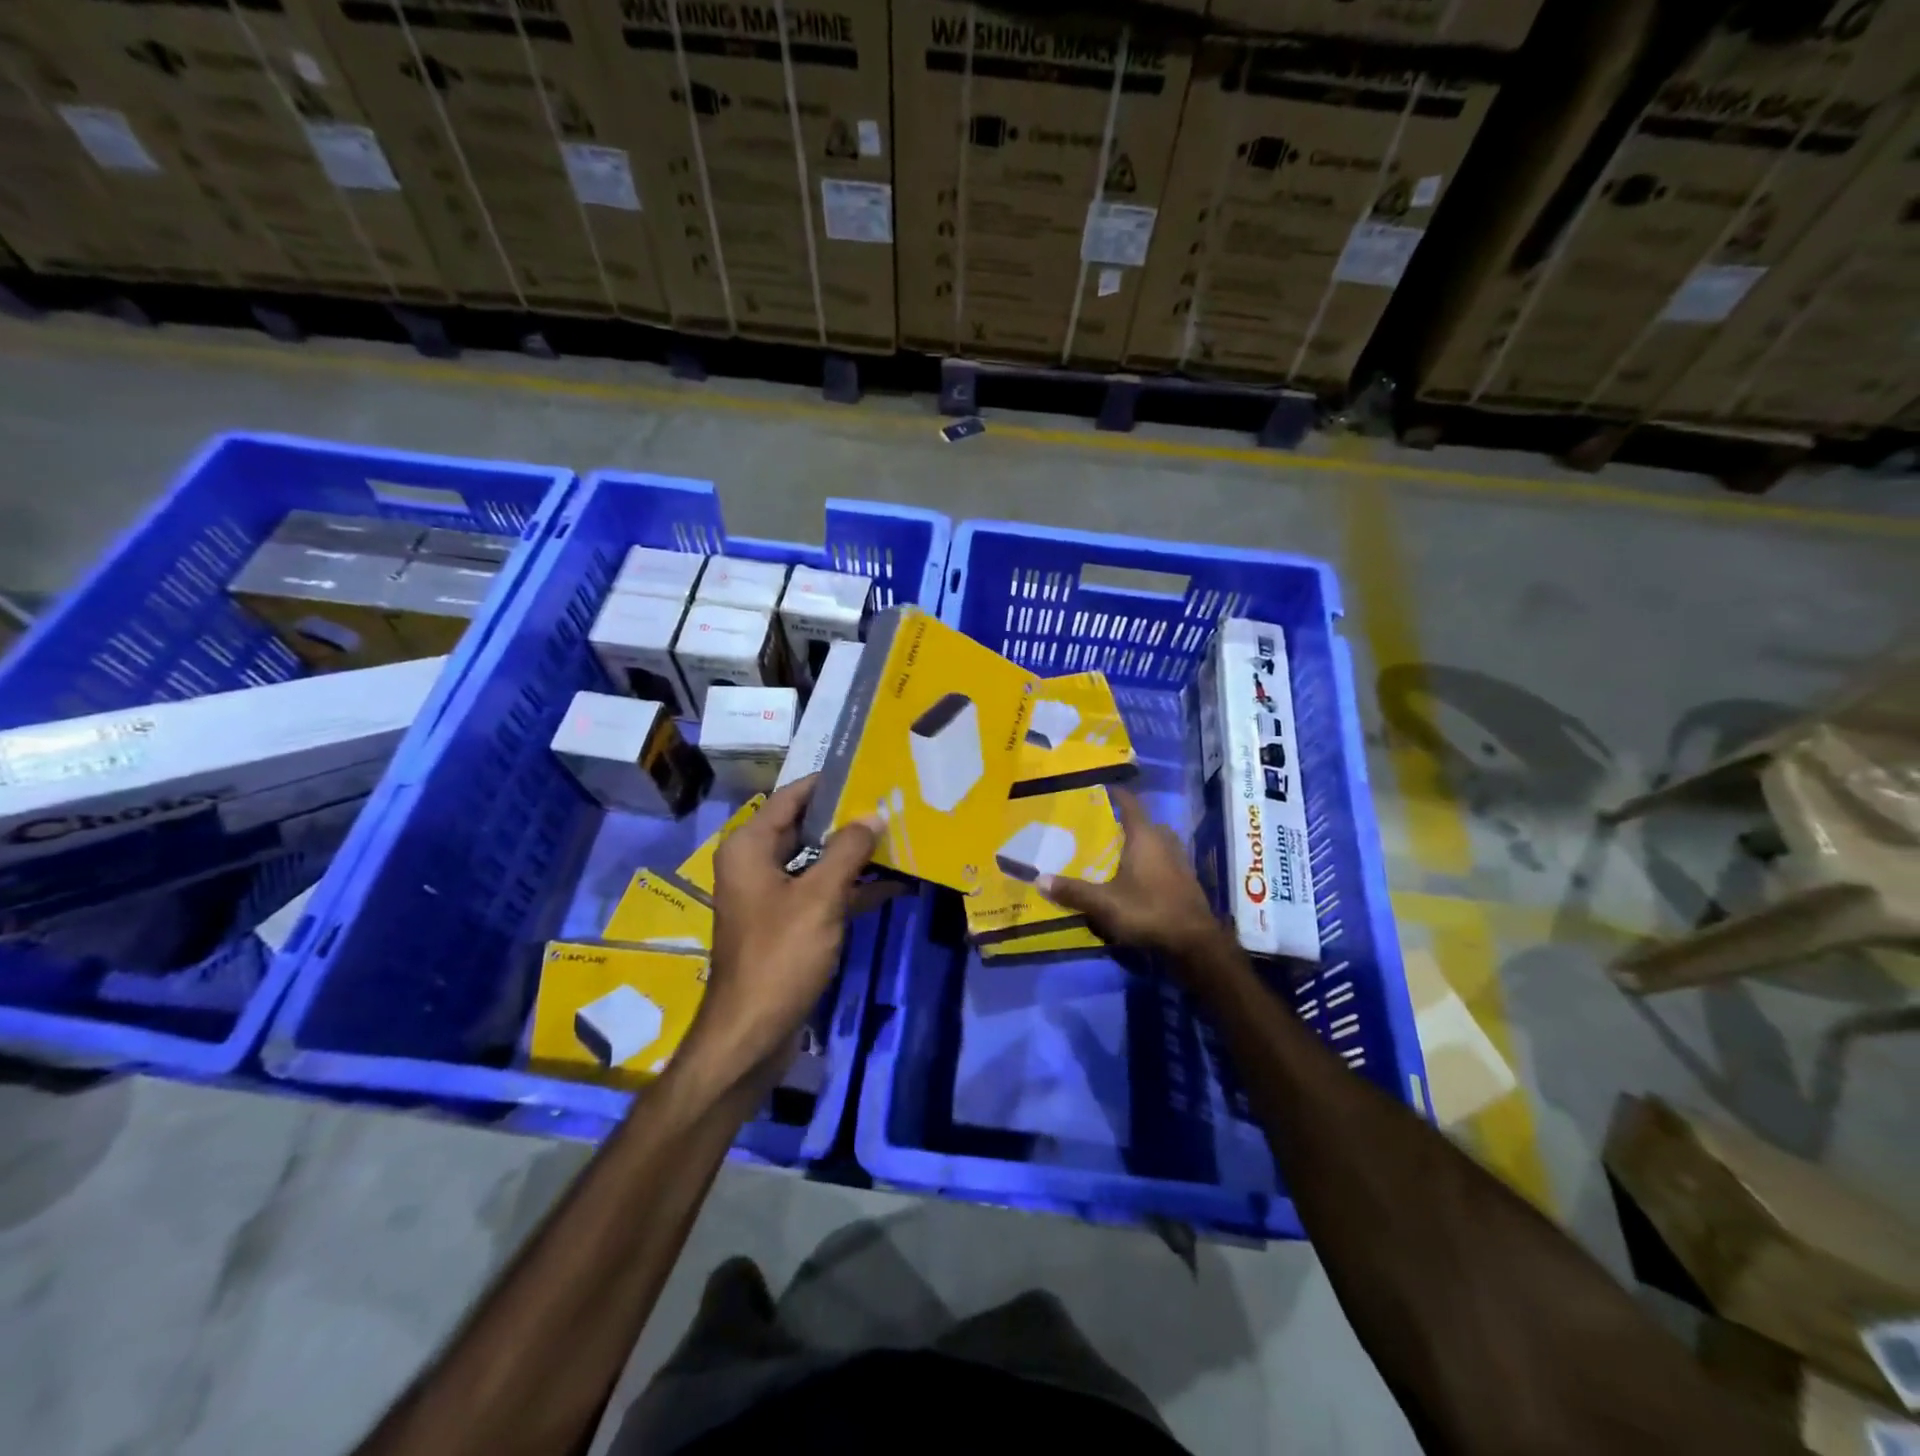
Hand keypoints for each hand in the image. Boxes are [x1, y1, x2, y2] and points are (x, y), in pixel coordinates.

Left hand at [680, 776, 892, 1098]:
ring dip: (855, 855)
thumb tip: (873, 815)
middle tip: (892, 801)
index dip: (828, 783)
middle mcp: (756, 864)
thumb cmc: (780, 955)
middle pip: (805, 828)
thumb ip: (847, 851)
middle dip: (848, 819)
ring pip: (817, 862)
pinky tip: (895, 884)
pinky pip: (822, 893)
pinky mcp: (787, 924)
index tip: (868, 770)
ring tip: (901, 837)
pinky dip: (852, 888)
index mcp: (750, 847)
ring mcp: (771, 896)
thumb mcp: (820, 898)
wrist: (752, 1032)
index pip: (791, 797)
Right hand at [1037, 786, 1221, 960]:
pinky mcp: (1185, 879)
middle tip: (1097, 827)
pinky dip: (1147, 862)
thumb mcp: (1104, 904)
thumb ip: (1073, 891)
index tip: (1097, 789)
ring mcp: (1179, 860)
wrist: (1194, 942)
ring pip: (1154, 842)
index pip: (1129, 803)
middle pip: (1142, 822)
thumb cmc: (1148, 911)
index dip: (1114, 794)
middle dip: (1122, 822)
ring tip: (1112, 852)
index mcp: (1145, 836)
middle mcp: (1164, 841)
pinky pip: (1162, 859)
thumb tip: (1039, 880)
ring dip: (1136, 843)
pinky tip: (1133, 876)